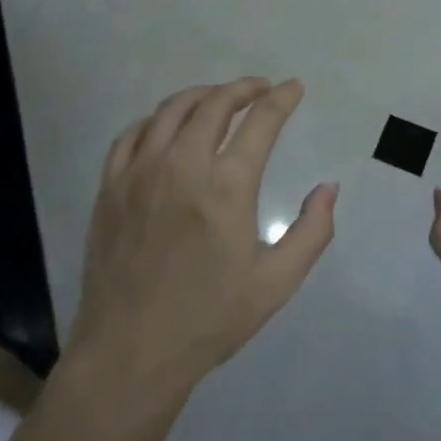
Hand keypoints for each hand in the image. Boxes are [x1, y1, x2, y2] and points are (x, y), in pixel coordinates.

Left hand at [67, 78, 336, 402]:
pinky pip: (134, 133)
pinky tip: (168, 126)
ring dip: (202, 95)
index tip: (293, 88)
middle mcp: (182, 165)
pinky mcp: (111, 185)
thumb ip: (312, 232)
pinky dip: (158, 118)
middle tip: (260, 89)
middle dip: (243, 88)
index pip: (261, 121)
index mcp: (226, 186)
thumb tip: (329, 188)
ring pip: (172, 109)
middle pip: (215, 103)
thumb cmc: (209, 319)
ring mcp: (140, 171)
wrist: (130, 352)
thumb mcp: (276, 283)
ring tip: (219, 99)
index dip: (281, 98)